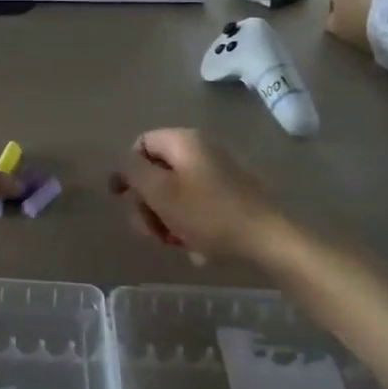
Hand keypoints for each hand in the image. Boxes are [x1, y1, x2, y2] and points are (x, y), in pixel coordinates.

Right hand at [110, 128, 288, 263]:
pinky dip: (189, 224)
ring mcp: (219, 173)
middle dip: (148, 203)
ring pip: (176, 193)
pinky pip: (197, 205)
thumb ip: (134, 171)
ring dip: (166, 218)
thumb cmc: (207, 213)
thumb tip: (125, 162)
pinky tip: (196, 247)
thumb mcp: (160, 192)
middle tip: (150, 230)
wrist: (267, 240)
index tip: (120, 198)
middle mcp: (201, 150)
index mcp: (184, 141)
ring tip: (174, 243)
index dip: (126, 170)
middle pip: (157, 172)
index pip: (141, 144)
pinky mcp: (231, 195)